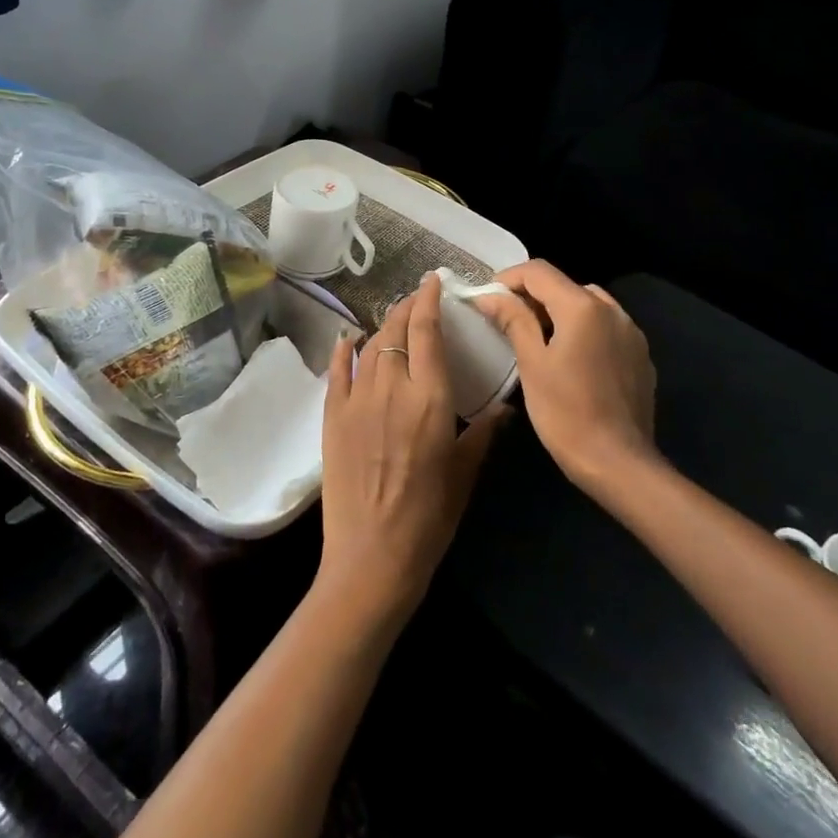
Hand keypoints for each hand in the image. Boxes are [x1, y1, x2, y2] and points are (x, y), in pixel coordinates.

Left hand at [318, 273, 506, 628]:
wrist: (373, 556)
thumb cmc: (429, 517)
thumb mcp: (465, 472)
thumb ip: (483, 433)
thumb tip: (505, 408)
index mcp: (429, 398)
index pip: (427, 331)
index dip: (428, 300)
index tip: (432, 281)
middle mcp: (391, 388)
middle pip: (396, 330)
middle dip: (407, 307)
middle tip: (417, 299)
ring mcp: (356, 401)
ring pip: (369, 345)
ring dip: (383, 327)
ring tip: (394, 320)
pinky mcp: (332, 417)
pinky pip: (336, 371)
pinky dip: (343, 350)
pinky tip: (348, 339)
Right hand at [473, 259, 659, 495]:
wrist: (619, 463)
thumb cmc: (566, 413)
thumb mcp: (532, 364)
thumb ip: (513, 320)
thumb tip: (490, 295)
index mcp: (583, 307)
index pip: (539, 272)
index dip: (508, 278)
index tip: (487, 298)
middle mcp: (613, 310)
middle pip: (565, 286)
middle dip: (533, 296)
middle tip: (507, 321)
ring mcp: (631, 333)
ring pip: (588, 305)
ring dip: (559, 312)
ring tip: (538, 339)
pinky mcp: (640, 356)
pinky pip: (606, 328)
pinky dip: (583, 331)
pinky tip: (571, 360)